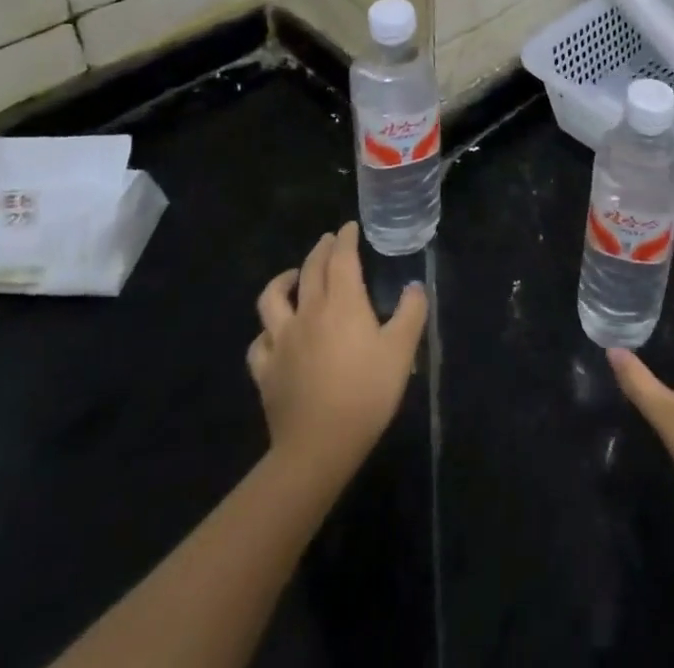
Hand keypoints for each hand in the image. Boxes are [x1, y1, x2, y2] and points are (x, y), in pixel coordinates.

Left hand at [248, 221, 427, 485]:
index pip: (341, 258)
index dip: (345, 239)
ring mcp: (282, 340)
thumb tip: (414, 286)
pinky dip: (266, 331)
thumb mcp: (402, 351)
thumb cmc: (366, 393)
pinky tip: (274, 333)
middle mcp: (308, 312)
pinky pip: (260, 342)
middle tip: (328, 241)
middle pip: (310, 270)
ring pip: (272, 299)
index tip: (349, 227)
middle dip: (320, 250)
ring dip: (283, 280)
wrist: (319, 446)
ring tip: (294, 276)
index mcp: (342, 302)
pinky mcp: (266, 370)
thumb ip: (411, 312)